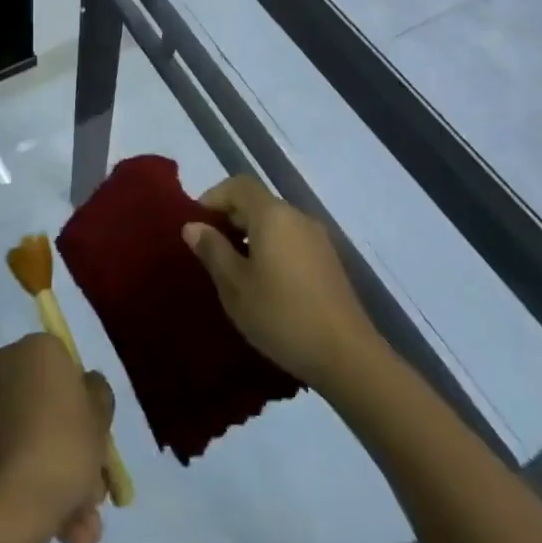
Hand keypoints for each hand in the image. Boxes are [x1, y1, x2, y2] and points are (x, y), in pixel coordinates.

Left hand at [0, 335, 115, 542]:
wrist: (0, 505)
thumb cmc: (60, 447)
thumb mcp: (99, 417)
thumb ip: (99, 396)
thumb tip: (87, 388)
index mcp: (37, 348)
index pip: (69, 368)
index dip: (88, 406)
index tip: (100, 442)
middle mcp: (7, 366)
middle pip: (52, 409)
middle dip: (77, 453)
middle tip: (95, 493)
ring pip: (36, 440)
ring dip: (63, 482)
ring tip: (82, 530)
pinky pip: (14, 461)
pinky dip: (35, 489)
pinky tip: (62, 531)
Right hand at [183, 175, 373, 388]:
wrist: (348, 357)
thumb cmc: (282, 315)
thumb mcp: (235, 286)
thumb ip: (212, 250)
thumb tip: (193, 225)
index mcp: (272, 214)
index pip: (238, 185)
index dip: (213, 197)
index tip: (198, 225)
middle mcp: (296, 216)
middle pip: (258, 202)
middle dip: (231, 219)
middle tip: (211, 250)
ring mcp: (317, 239)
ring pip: (275, 224)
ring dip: (252, 237)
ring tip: (236, 270)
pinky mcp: (329, 263)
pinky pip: (292, 242)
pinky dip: (273, 250)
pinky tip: (267, 285)